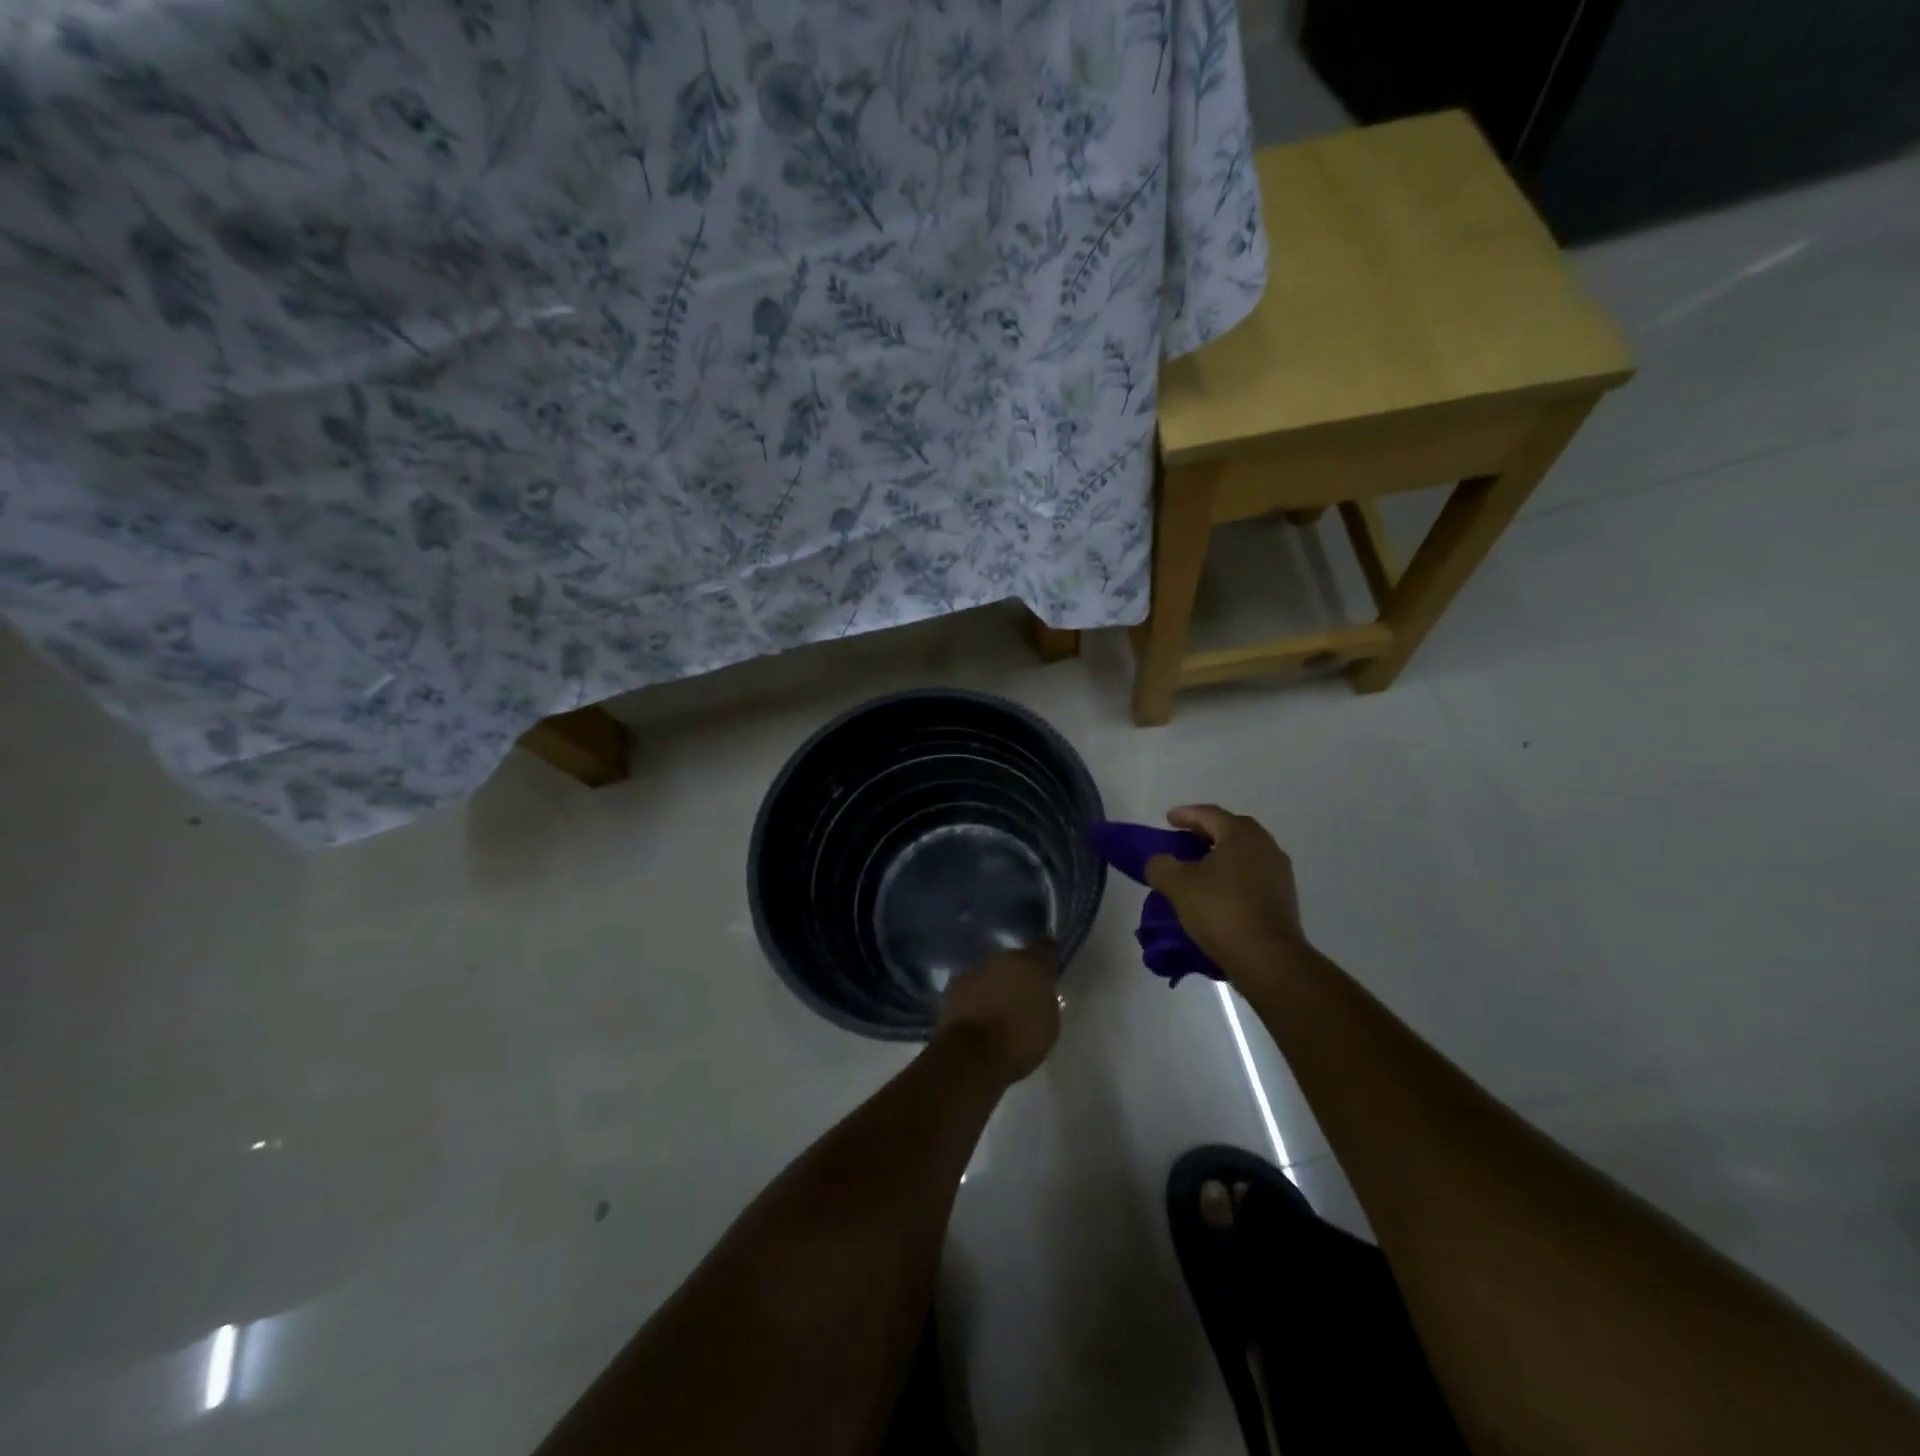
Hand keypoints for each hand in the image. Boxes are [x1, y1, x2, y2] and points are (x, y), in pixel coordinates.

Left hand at [935, 941, 1060, 1082]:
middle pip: (1015, 960)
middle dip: (1018, 974)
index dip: (1047, 957)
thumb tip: (1039, 994)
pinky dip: (975, 996)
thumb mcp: (1049, 1026)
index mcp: (1032, 965)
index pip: (1045, 947)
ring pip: (991, 971)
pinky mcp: (954, 985)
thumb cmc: (1019, 1043)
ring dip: (994, 984)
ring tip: (997, 1008)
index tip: (1048, 969)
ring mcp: (976, 969)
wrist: (972, 1056)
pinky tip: (977, 1014)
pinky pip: (971, 986)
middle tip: (1022, 995)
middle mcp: (1003, 958)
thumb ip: (1046, 1000)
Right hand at [1144, 806, 1309, 984]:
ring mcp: (1278, 873)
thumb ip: (1161, 866)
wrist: (1268, 959)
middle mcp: (1265, 846)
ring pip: (1242, 854)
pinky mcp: (1283, 898)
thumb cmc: (1221, 911)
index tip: (1167, 820)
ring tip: (1196, 868)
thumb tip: (1159, 862)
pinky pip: (1251, 876)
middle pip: (1230, 830)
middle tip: (1181, 841)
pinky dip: (1231, 876)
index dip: (1185, 814)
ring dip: (1219, 856)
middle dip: (1204, 833)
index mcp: (1241, 834)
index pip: (1209, 814)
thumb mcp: (1178, 885)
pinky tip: (1216, 892)